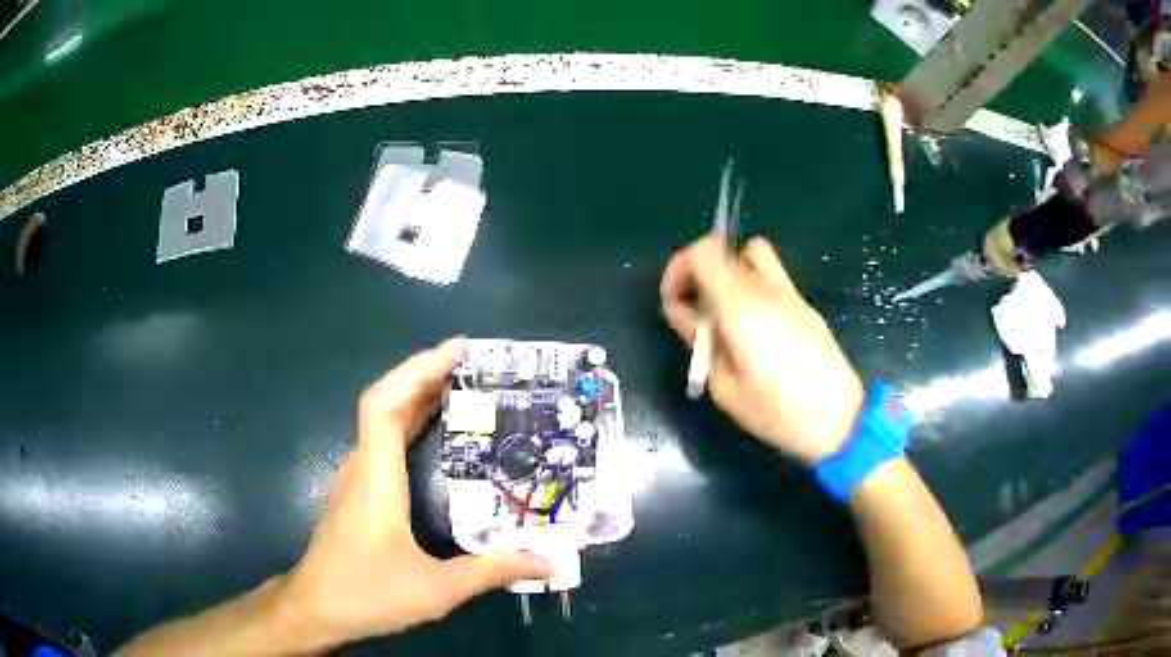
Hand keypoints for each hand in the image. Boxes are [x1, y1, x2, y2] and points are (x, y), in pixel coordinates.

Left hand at [280, 339, 551, 649]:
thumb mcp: (436, 590)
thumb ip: (491, 572)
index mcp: (376, 478)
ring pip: (382, 420)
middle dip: (425, 374)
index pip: (384, 405)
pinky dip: (409, 421)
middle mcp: (362, 467)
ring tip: (462, 386)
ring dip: (417, 395)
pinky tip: (434, 433)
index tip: (457, 352)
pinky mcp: (358, 492)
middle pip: (385, 403)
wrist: (315, 609)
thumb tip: (549, 561)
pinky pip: (383, 441)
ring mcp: (357, 479)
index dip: (416, 370)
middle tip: (474, 364)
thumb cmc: (367, 594)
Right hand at [660, 236, 863, 464]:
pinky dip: (752, 287)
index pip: (704, 251)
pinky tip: (753, 328)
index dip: (680, 266)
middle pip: (724, 248)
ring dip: (730, 273)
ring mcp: (791, 294)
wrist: (840, 421)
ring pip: (753, 255)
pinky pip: (772, 277)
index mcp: (741, 306)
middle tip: (695, 308)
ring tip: (724, 312)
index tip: (675, 299)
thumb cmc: (777, 412)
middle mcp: (767, 289)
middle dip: (699, 271)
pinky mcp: (806, 306)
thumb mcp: (724, 387)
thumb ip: (701, 342)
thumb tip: (686, 314)